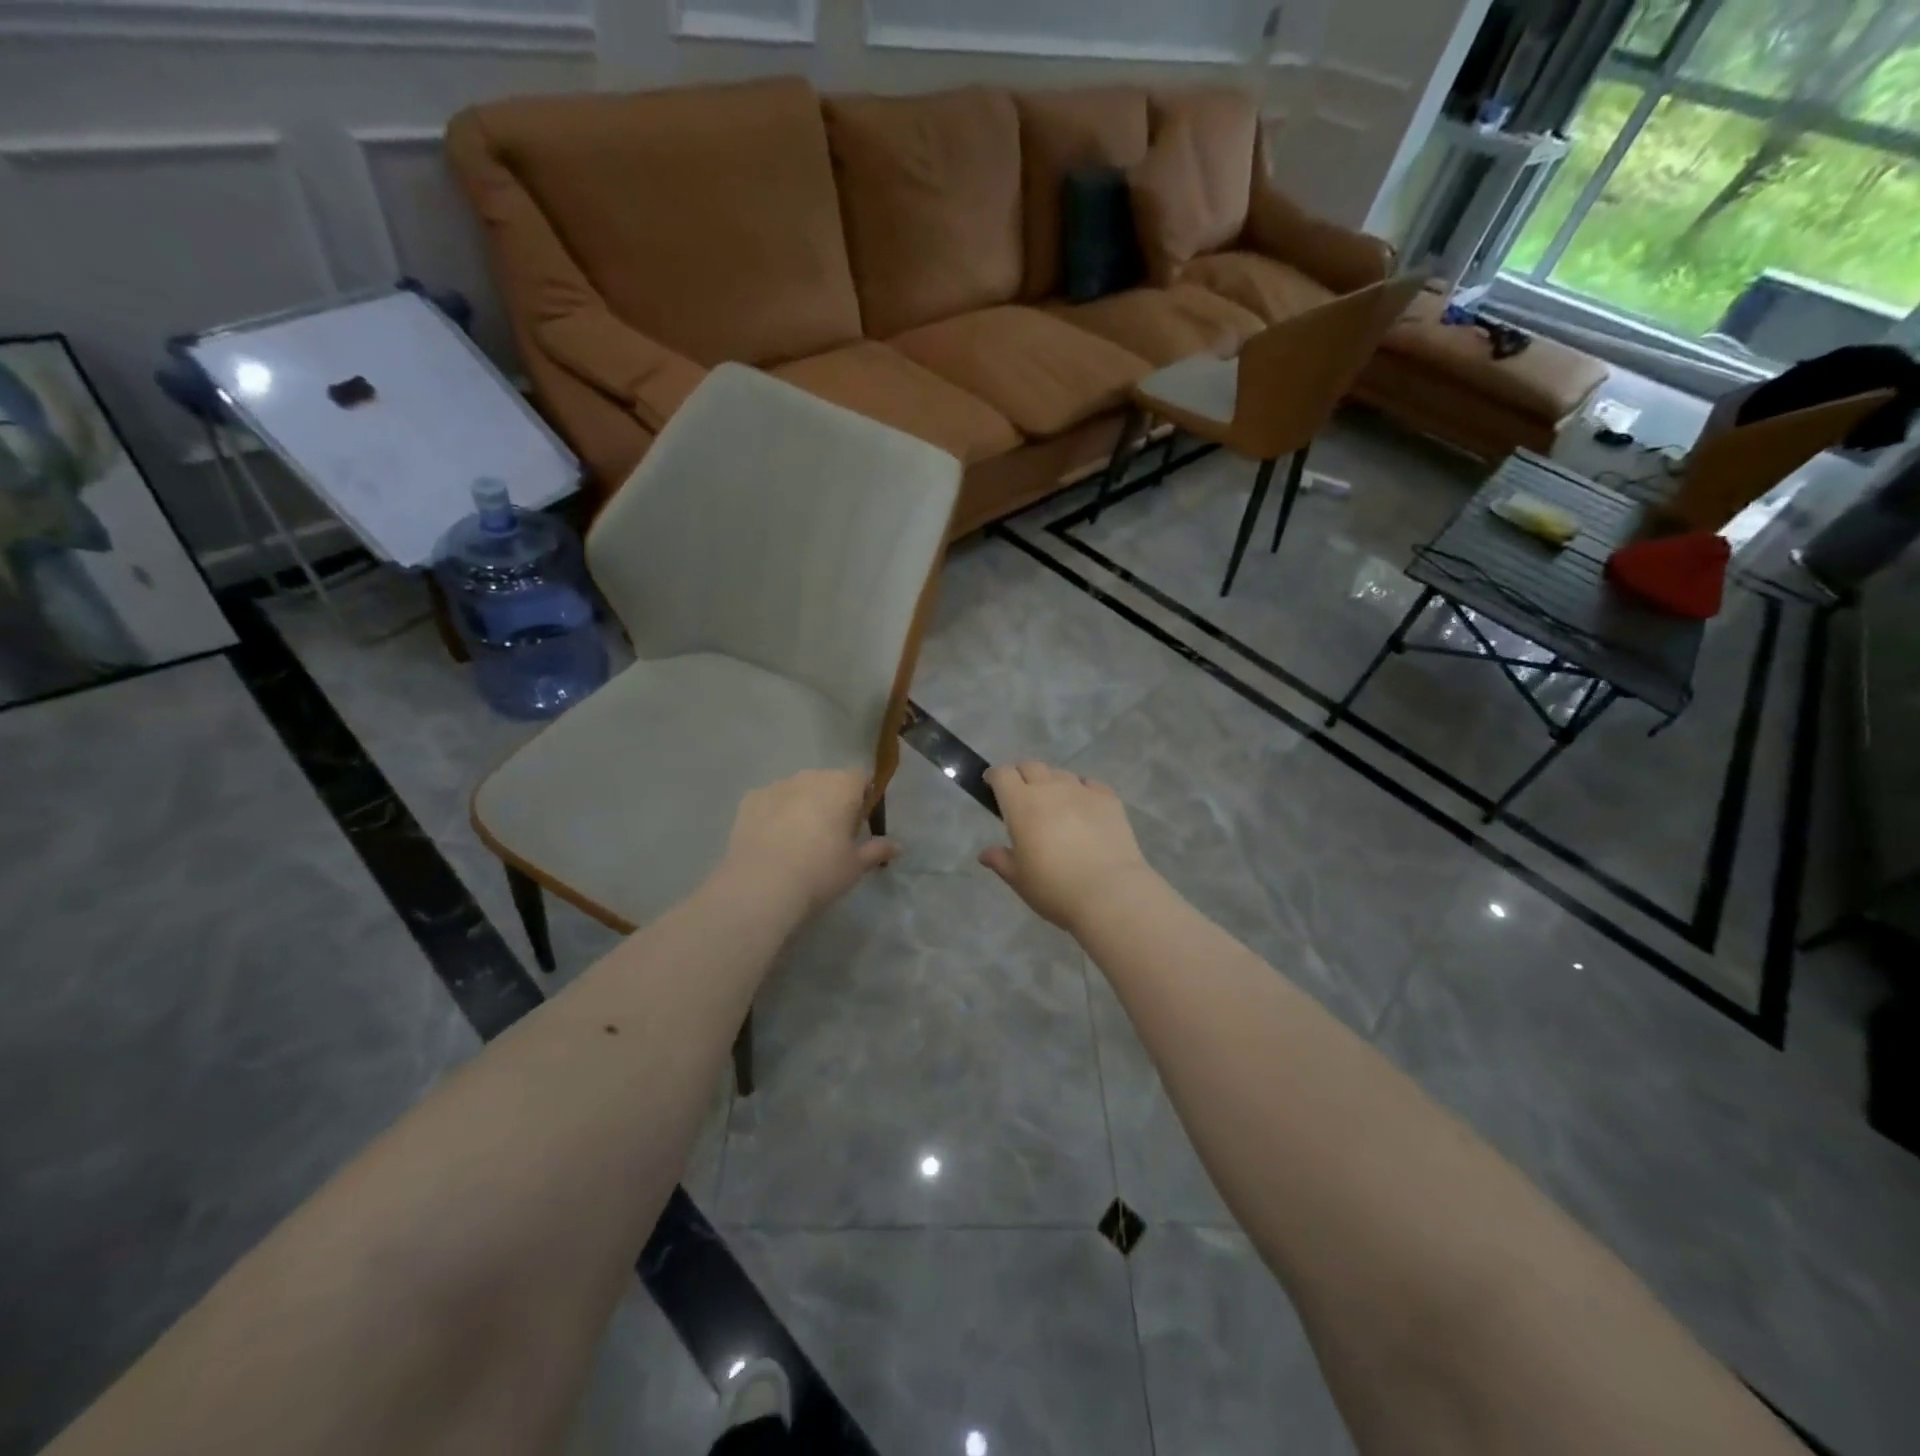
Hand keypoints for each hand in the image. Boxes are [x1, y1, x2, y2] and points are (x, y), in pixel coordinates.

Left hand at [722, 769, 896, 918]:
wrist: (762, 884)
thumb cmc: (820, 871)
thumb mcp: (856, 866)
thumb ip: (877, 850)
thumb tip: (896, 846)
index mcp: (842, 786)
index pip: (860, 779)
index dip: (862, 800)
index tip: (857, 827)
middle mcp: (810, 776)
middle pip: (828, 782)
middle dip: (831, 802)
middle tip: (829, 837)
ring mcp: (777, 785)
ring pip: (797, 791)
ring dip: (801, 807)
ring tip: (796, 842)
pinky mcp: (749, 799)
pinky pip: (770, 802)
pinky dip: (774, 815)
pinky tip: (771, 842)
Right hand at [979, 762, 1159, 931]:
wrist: (1109, 892)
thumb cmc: (1054, 887)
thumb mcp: (1019, 879)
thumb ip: (1000, 860)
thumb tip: (985, 854)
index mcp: (1021, 804)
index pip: (1003, 774)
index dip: (995, 776)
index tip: (992, 785)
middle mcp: (1050, 788)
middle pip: (1031, 766)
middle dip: (1022, 775)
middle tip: (1022, 796)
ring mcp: (1082, 790)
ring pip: (1061, 774)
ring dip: (1052, 784)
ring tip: (1055, 805)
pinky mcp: (1109, 799)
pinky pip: (1089, 785)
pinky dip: (1081, 791)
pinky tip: (1084, 809)